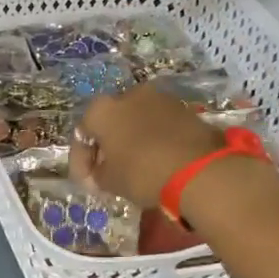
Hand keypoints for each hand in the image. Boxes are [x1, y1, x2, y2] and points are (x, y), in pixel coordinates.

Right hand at [72, 85, 229, 208]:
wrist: (198, 169)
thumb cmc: (141, 172)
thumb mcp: (109, 181)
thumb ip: (98, 173)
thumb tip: (101, 171)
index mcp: (101, 109)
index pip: (82, 135)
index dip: (80, 161)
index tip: (87, 182)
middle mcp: (127, 95)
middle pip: (110, 122)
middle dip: (107, 146)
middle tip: (108, 171)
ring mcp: (159, 98)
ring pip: (136, 121)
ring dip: (131, 140)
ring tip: (134, 166)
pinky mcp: (184, 109)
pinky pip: (158, 125)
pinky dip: (153, 139)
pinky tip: (156, 159)